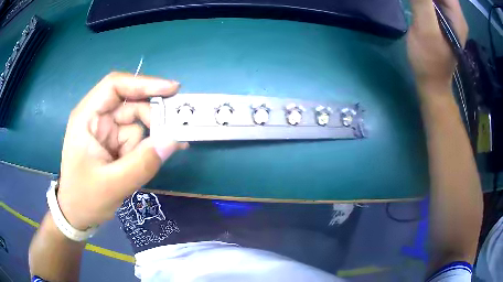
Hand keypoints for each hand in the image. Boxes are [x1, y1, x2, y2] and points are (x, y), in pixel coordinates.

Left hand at [57, 72, 187, 229]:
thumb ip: (142, 163)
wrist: (78, 215)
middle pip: (130, 104)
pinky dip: (143, 152)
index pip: (115, 86)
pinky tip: (141, 166)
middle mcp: (97, 118)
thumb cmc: (85, 198)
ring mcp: (105, 131)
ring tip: (140, 167)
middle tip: (171, 136)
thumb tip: (173, 141)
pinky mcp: (113, 143)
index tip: (172, 90)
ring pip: (136, 125)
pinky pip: (136, 140)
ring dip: (144, 145)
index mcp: (87, 117)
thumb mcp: (113, 185)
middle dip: (150, 121)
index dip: (144, 83)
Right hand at [407, 0, 467, 89]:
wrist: (432, 82)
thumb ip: (422, 2)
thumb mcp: (426, 29)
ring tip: (417, 2)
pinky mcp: (444, 20)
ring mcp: (451, 17)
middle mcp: (456, 14)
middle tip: (419, 0)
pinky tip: (419, 2)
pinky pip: (435, 1)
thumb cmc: (429, 60)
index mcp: (456, 15)